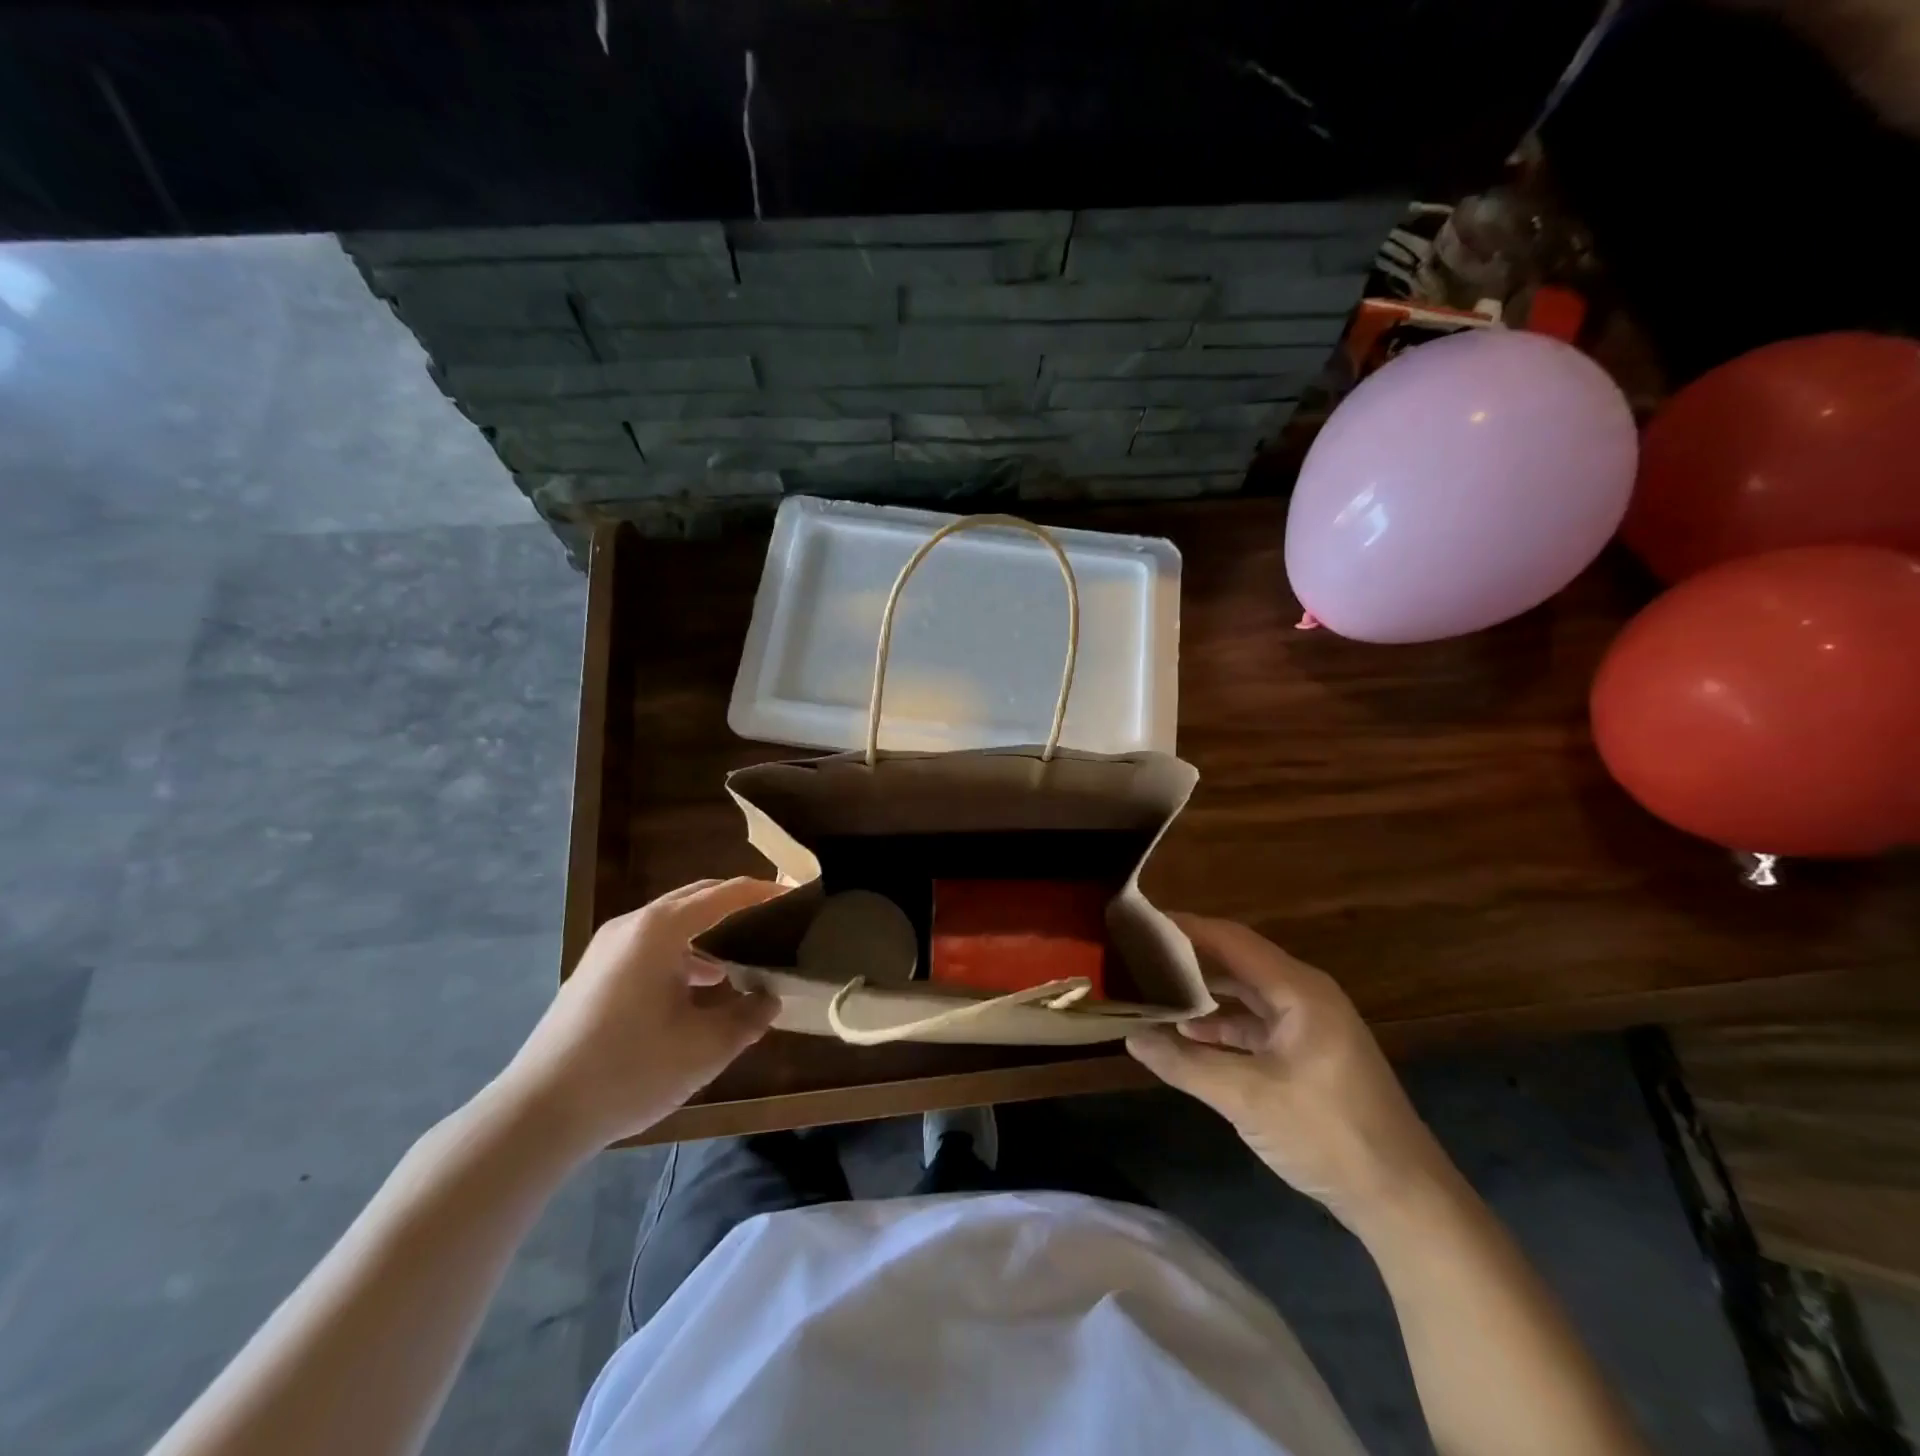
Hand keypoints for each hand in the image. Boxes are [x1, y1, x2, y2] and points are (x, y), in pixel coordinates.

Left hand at [497, 878, 781, 1150]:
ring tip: (744, 961)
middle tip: (774, 921)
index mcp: (660, 930)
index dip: (763, 892)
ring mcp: (608, 948)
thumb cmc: (630, 1070)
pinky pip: (651, 946)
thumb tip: (770, 999)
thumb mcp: (703, 1048)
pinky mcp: (596, 972)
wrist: (538, 1113)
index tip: (796, 896)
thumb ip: (747, 1017)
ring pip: (672, 924)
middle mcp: (633, 926)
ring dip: (710, 934)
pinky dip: (683, 954)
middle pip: (696, 899)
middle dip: (737, 905)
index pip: (725, 894)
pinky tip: (699, 989)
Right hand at [1127, 914, 1451, 1230]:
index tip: (1139, 922)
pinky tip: (1190, 1034)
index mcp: (1299, 991)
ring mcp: (1310, 1026)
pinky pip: (1257, 1024)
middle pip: (1237, 962)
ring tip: (1154, 991)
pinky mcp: (1310, 1054)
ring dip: (1204, 994)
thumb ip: (1185, 1063)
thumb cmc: (1328, 1134)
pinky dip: (1223, 1025)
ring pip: (1246, 994)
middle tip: (1138, 956)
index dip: (1185, 927)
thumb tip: (1130, 1037)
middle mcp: (1305, 996)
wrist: (1404, 1202)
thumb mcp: (1247, 1098)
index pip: (1231, 940)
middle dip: (1189, 959)